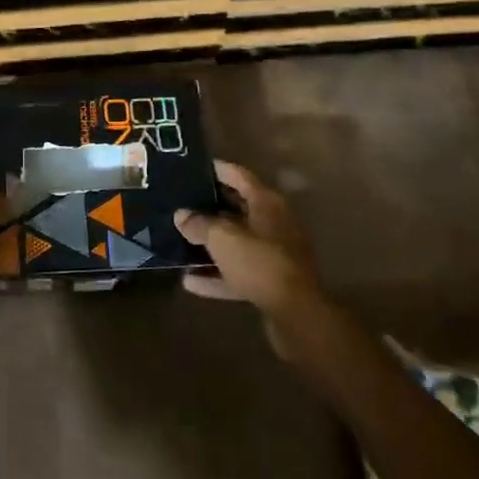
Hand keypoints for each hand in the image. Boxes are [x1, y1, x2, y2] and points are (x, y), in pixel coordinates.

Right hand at [175, 160, 323, 354]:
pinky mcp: (271, 281)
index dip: (217, 169)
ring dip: (212, 243)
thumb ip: (199, 224)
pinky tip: (190, 281)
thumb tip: (181, 216)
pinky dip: (217, 275)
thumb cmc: (260, 262)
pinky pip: (238, 272)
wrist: (296, 312)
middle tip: (182, 203)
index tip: (194, 166)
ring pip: (237, 242)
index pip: (239, 176)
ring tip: (182, 240)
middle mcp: (273, 223)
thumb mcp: (222, 238)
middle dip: (210, 206)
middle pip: (238, 208)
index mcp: (267, 203)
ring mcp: (274, 253)